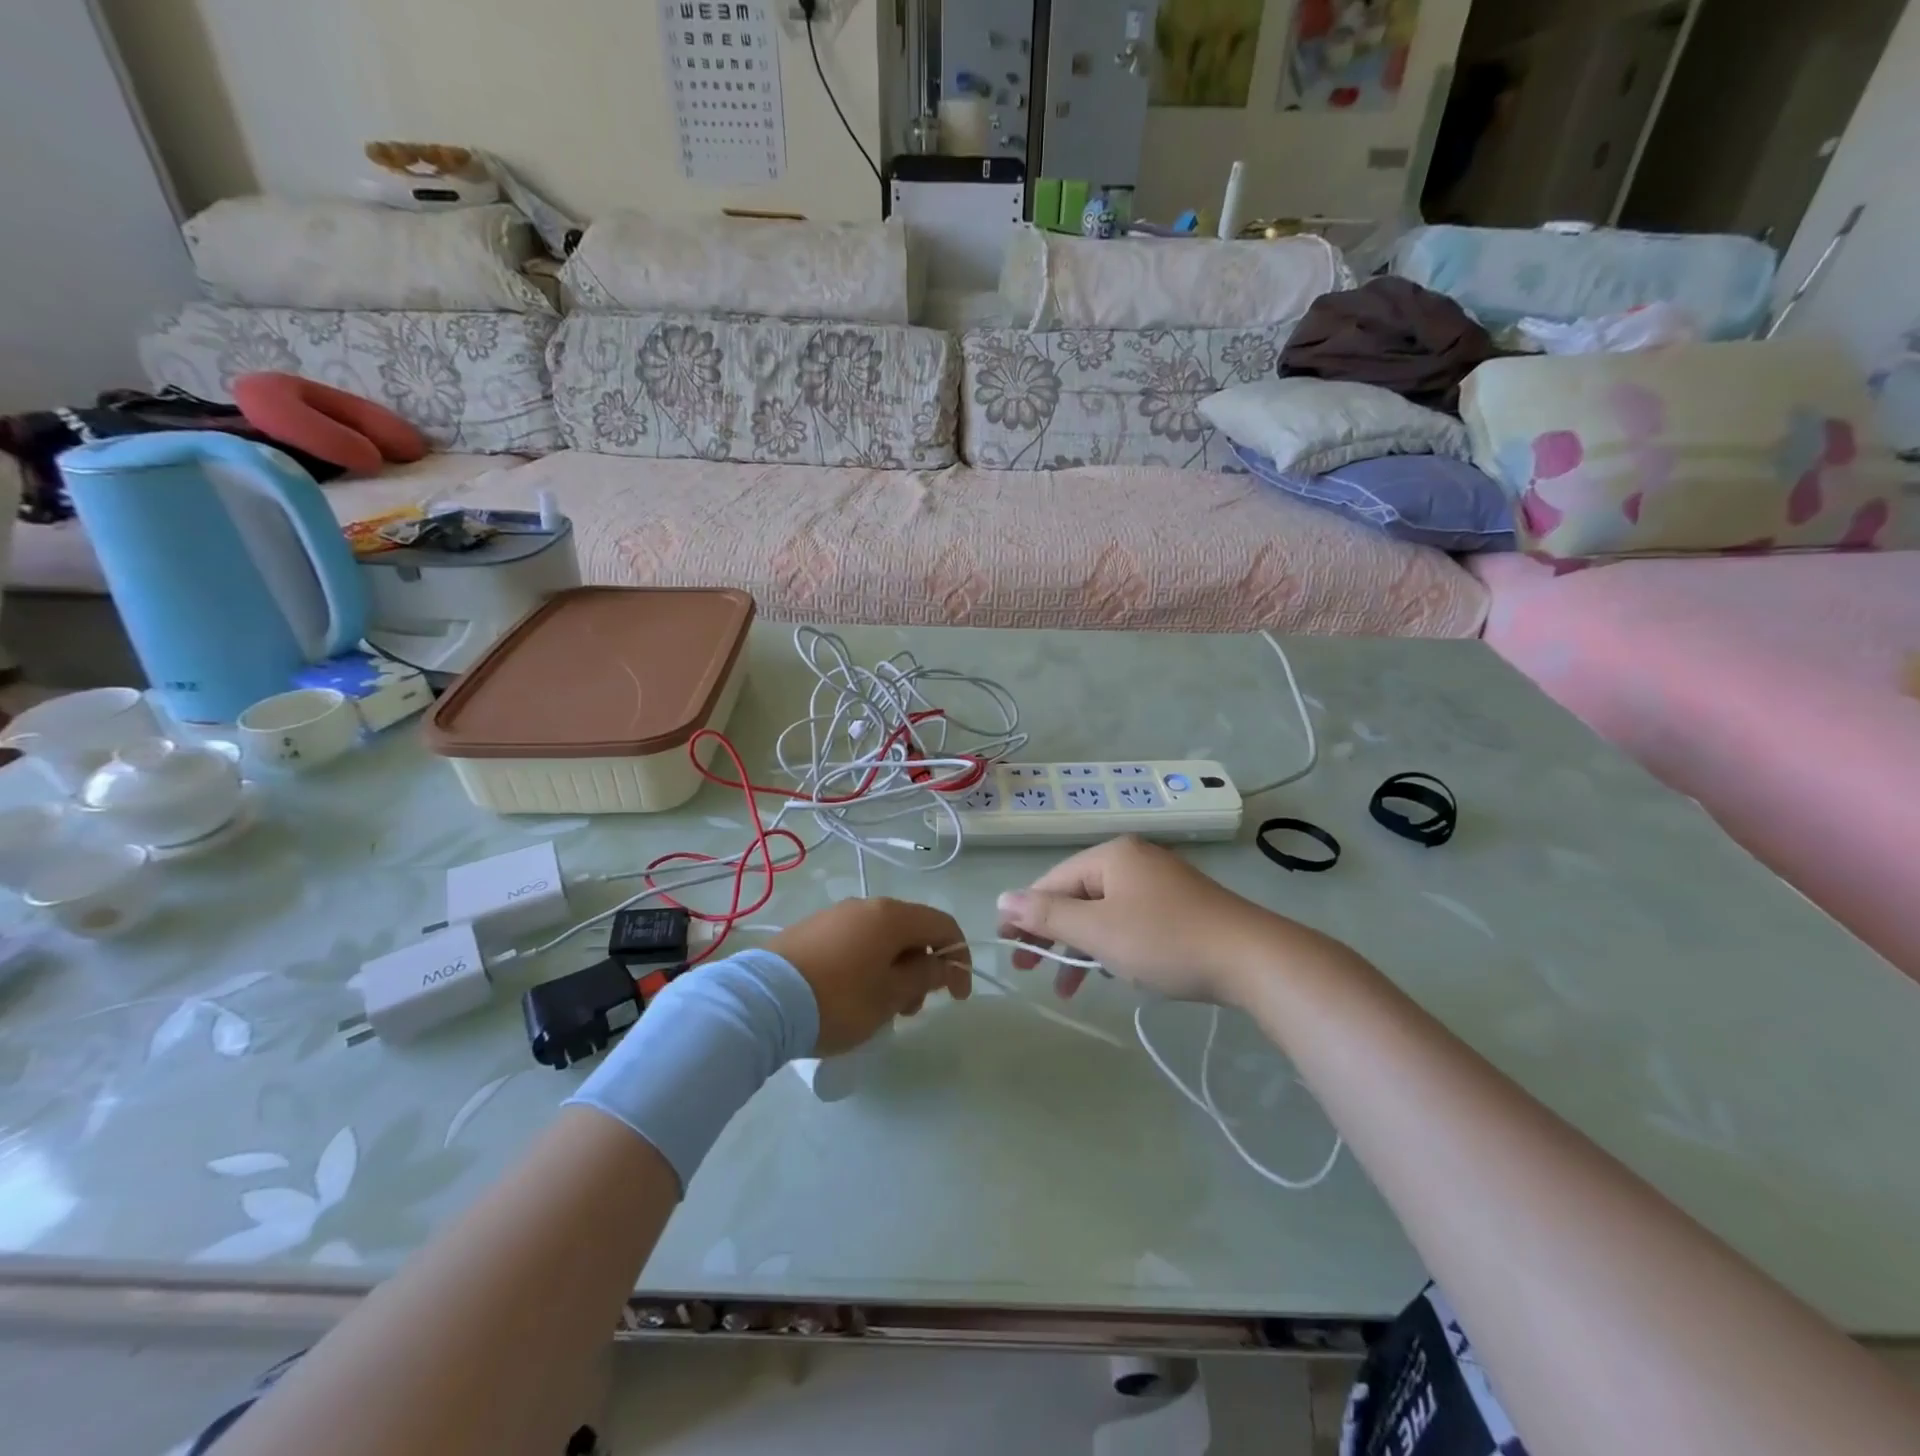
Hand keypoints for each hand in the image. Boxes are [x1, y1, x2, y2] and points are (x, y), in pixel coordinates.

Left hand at [768, 899, 971, 1055]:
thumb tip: (948, 965)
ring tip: (880, 1009)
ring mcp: (835, 915)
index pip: (943, 925)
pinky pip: (855, 942)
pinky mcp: (812, 930)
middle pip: (911, 931)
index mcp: (892, 916)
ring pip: (882, 938)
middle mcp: (866, 905)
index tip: (957, 997)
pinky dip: (868, 965)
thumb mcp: (890, 995)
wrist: (761, 1001)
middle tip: (911, 1010)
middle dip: (923, 968)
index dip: (959, 958)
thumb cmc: (838, 999)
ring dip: (895, 970)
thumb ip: (926, 976)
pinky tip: (852, 995)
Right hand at [996, 837, 1348, 1004]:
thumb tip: (1003, 898)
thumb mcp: (1098, 931)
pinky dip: (1113, 945)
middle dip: (1053, 935)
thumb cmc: (1165, 941)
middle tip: (1031, 970)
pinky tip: (1112, 971)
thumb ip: (1048, 915)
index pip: (1052, 881)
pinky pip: (1130, 920)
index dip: (1026, 914)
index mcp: (1112, 856)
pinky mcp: (1181, 906)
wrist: (1253, 959)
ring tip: (1070, 986)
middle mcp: (1134, 860)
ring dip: (1082, 947)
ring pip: (1104, 912)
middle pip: (1077, 895)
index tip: (1007, 949)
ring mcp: (1161, 882)